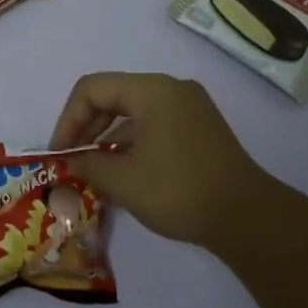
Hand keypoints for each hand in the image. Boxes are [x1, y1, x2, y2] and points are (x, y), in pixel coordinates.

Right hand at [49, 72, 281, 247]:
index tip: (60, 153)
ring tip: (93, 170)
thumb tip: (69, 163)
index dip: (68, 119)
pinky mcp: (199, 128)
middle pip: (112, 96)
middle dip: (86, 127)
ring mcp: (189, 107)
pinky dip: (131, 142)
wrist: (248, 218)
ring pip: (132, 111)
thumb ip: (88, 165)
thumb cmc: (179, 191)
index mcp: (152, 90)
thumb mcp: (123, 181)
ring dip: (107, 137)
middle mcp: (171, 89)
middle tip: (72, 160)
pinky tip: (122, 171)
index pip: (92, 89)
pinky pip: (153, 123)